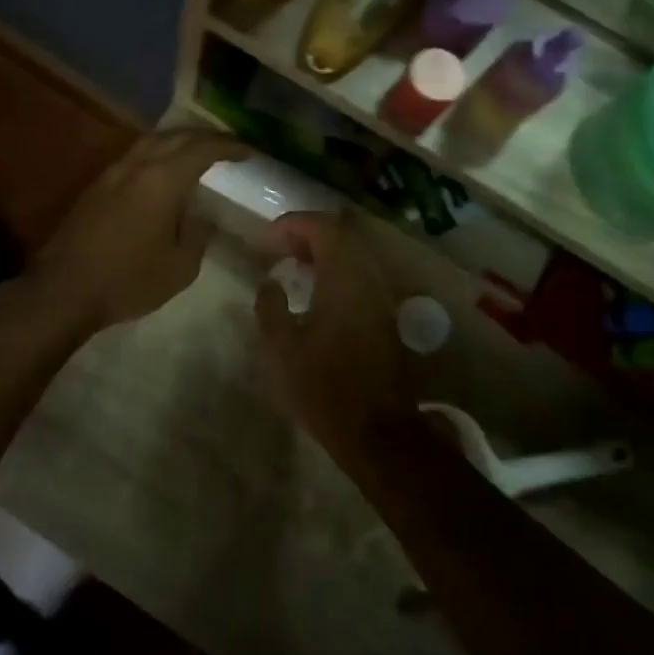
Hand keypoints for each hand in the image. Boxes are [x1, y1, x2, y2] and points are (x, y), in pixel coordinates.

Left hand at [30, 130, 247, 335]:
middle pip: (176, 136)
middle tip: (227, 148)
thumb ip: (197, 233)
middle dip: (205, 138)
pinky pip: (134, 156)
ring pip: (151, 142)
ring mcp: (112, 173)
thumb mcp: (180, 266)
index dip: (229, 146)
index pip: (203, 149)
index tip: (248, 151)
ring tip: (197, 155)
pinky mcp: (97, 186)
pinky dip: (157, 155)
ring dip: (178, 142)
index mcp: (163, 180)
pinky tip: (163, 173)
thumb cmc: (128, 280)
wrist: (64, 290)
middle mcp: (137, 165)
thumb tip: (202, 216)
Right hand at [254, 213, 416, 458]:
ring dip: (325, 251)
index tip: (267, 238)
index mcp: (344, 279)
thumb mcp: (282, 350)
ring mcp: (383, 296)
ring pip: (356, 253)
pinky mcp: (387, 314)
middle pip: (343, 234)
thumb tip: (270, 282)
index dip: (293, 224)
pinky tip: (318, 291)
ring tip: (295, 266)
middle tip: (279, 248)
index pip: (323, 227)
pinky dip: (338, 269)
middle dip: (309, 233)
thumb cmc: (324, 388)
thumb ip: (270, 307)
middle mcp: (369, 278)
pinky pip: (362, 273)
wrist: (376, 430)